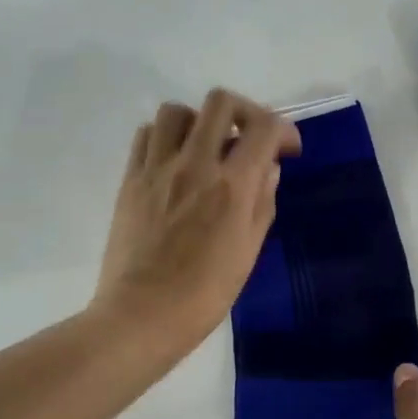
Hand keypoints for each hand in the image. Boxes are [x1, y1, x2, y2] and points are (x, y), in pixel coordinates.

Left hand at [93, 88, 300, 353]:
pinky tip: (173, 163)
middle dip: (244, 112)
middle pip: (220, 102)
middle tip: (248, 138)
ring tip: (205, 149)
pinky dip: (165, 138)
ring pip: (176, 111)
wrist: (142, 315)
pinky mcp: (130, 180)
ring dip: (199, 122)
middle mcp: (194, 165)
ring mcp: (157, 169)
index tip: (287, 149)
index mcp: (232, 187)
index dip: (284, 129)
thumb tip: (267, 169)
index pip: (264, 128)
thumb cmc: (204, 295)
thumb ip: (261, 203)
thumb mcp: (248, 252)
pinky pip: (146, 135)